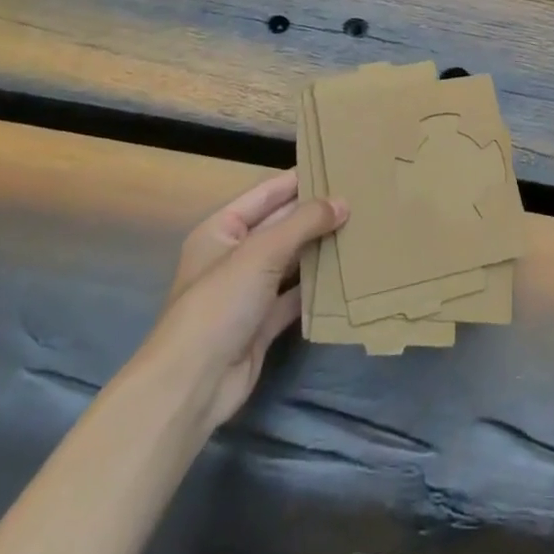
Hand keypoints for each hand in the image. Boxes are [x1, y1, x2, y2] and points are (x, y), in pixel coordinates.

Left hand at [131, 170, 345, 445]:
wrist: (191, 386)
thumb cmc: (219, 303)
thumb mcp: (262, 252)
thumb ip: (304, 223)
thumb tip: (343, 202)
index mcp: (222, 230)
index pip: (267, 194)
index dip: (299, 179)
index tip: (338, 167)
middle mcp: (235, 256)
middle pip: (281, 226)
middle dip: (316, 214)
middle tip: (361, 198)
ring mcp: (249, 292)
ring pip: (291, 261)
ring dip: (321, 249)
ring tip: (362, 229)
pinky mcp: (262, 323)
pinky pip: (295, 296)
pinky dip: (317, 287)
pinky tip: (348, 273)